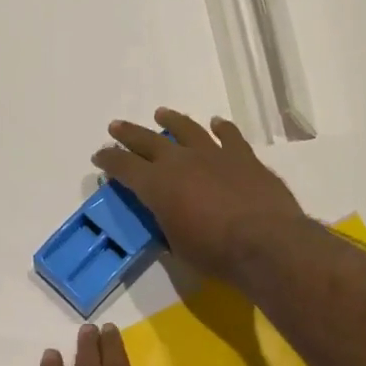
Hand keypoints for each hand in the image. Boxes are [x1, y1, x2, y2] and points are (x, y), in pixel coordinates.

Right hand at [92, 109, 307, 283]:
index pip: (124, 167)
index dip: (109, 160)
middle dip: (129, 134)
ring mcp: (214, 154)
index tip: (100, 156)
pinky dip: (221, 128)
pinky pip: (229, 135)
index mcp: (157, 185)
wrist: (265, 242)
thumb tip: (167, 216)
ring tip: (162, 113)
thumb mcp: (177, 245)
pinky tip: (217, 123)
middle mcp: (181, 161)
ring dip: (172, 121)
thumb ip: (167, 223)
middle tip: (116, 127)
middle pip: (148, 140)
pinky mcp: (243, 156)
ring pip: (187, 129)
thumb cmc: (214, 252)